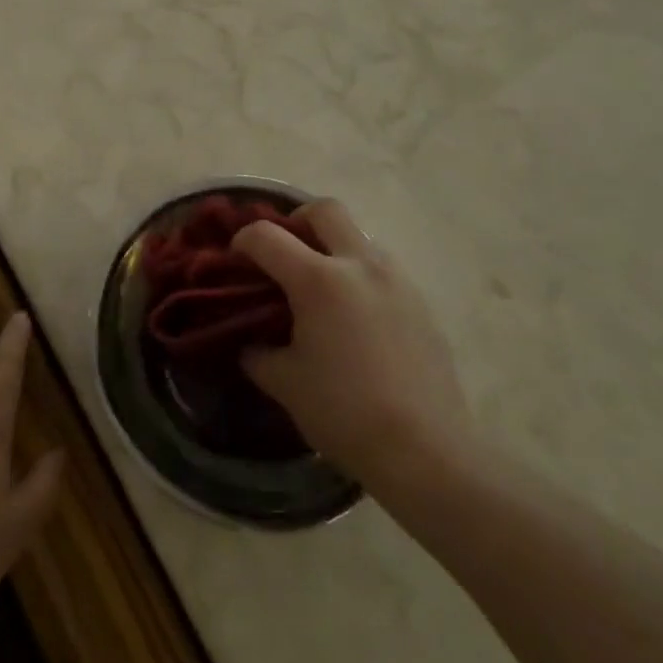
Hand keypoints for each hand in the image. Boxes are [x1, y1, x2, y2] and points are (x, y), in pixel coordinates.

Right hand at [235, 201, 469, 486]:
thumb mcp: (285, 383)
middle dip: (297, 221)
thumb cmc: (345, 413)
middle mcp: (360, 265)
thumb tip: (249, 341)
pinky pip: (382, 269)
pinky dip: (359, 276)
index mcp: (319, 279)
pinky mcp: (421, 302)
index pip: (267, 236)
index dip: (243, 241)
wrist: (426, 452)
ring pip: (358, 237)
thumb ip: (258, 352)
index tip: (236, 260)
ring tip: (321, 291)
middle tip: (285, 254)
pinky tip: (355, 319)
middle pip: (324, 210)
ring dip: (333, 248)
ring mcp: (396, 280)